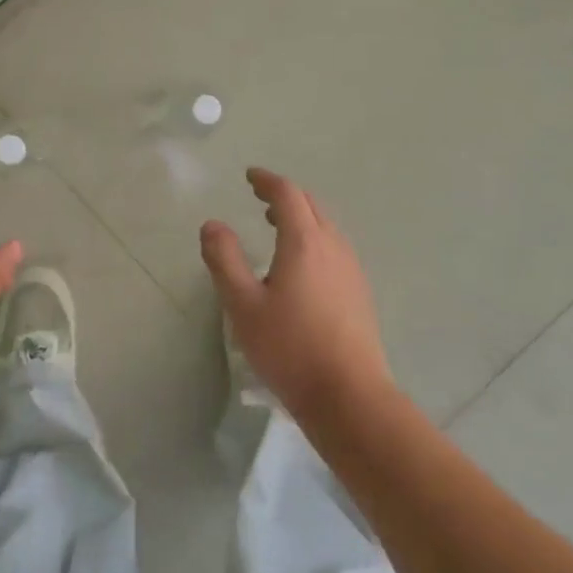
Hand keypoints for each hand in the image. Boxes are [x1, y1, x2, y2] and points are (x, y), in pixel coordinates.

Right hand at [200, 168, 393, 421]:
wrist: (349, 395)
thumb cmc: (289, 347)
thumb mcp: (243, 305)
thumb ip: (224, 260)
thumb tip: (212, 225)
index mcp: (304, 242)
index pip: (287, 194)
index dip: (267, 181)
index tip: (249, 177)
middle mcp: (333, 246)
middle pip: (310, 205)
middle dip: (285, 195)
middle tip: (260, 198)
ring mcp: (351, 268)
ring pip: (326, 226)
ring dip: (301, 216)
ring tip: (277, 226)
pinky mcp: (360, 291)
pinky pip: (335, 247)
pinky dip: (314, 237)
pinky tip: (302, 264)